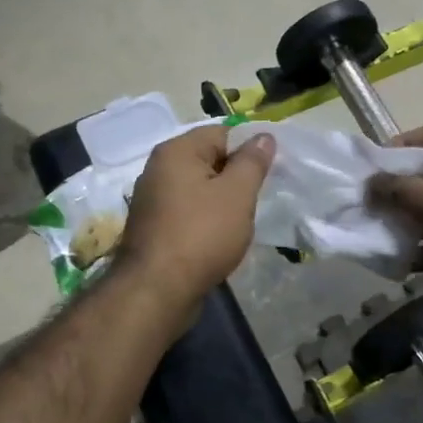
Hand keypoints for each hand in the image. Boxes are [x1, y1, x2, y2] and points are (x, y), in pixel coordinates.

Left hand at [118, 125, 274, 311]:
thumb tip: (263, 136)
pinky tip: (219, 239)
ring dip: (222, 202)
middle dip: (236, 177)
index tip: (270, 173)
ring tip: (241, 222)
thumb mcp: (237, 194)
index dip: (249, 149)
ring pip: (199, 189)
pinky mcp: (153, 228)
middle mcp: (158, 168)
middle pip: (209, 160)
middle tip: (258, 199)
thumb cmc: (202, 234)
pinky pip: (188, 213)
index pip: (222, 132)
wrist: (157, 289)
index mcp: (177, 151)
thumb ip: (252, 162)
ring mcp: (152, 200)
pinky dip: (205, 220)